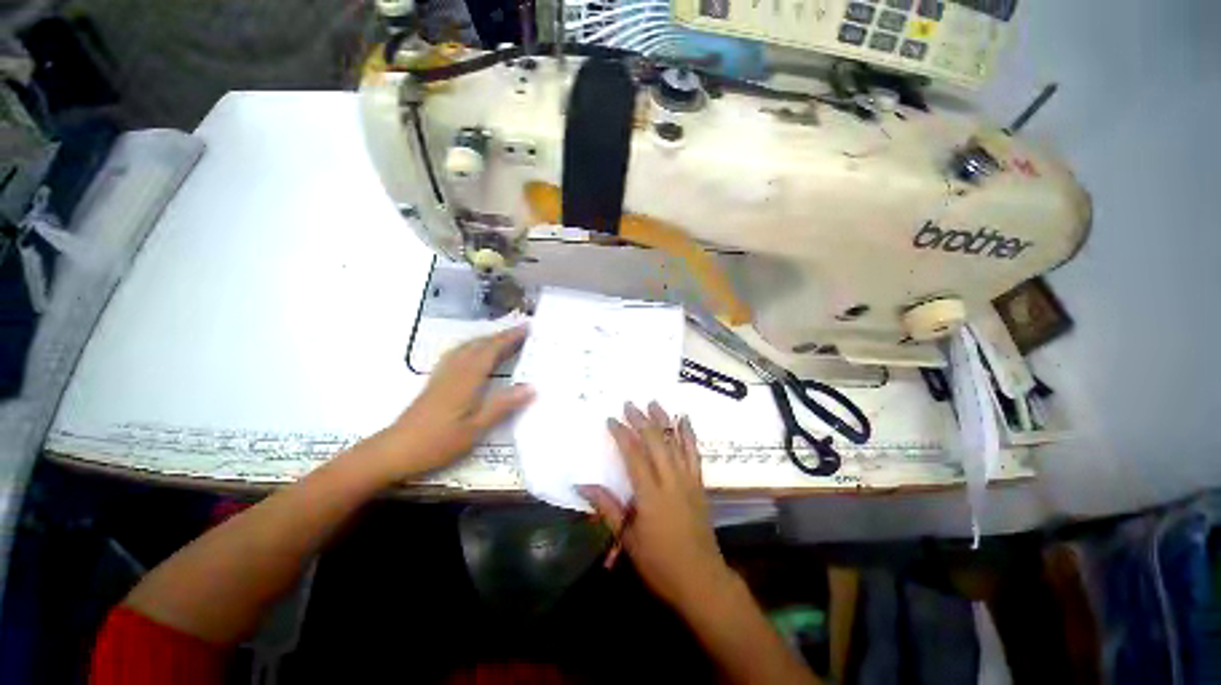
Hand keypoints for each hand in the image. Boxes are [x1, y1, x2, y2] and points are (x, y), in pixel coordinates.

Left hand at [360, 326, 534, 481]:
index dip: (510, 337)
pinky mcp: (436, 380)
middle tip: (523, 330)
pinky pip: (458, 354)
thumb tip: (531, 387)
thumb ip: (502, 406)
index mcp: (467, 379)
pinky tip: (475, 352)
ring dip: (488, 338)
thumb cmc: (437, 442)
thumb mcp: (475, 429)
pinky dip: (473, 346)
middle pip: (480, 345)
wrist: (394, 451)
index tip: (528, 327)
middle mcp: (455, 371)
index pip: (491, 350)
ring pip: (467, 347)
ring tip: (505, 338)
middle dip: (502, 335)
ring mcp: (443, 374)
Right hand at [579, 401, 733, 611]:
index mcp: (650, 496)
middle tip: (630, 404)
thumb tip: (582, 486)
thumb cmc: (660, 564)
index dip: (622, 434)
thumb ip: (607, 507)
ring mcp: (688, 480)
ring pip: (676, 442)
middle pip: (656, 442)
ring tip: (654, 403)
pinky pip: (694, 453)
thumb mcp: (628, 539)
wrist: (702, 580)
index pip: (634, 456)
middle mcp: (671, 481)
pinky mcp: (699, 484)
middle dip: (642, 420)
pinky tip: (685, 420)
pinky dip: (688, 434)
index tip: (611, 419)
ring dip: (664, 420)